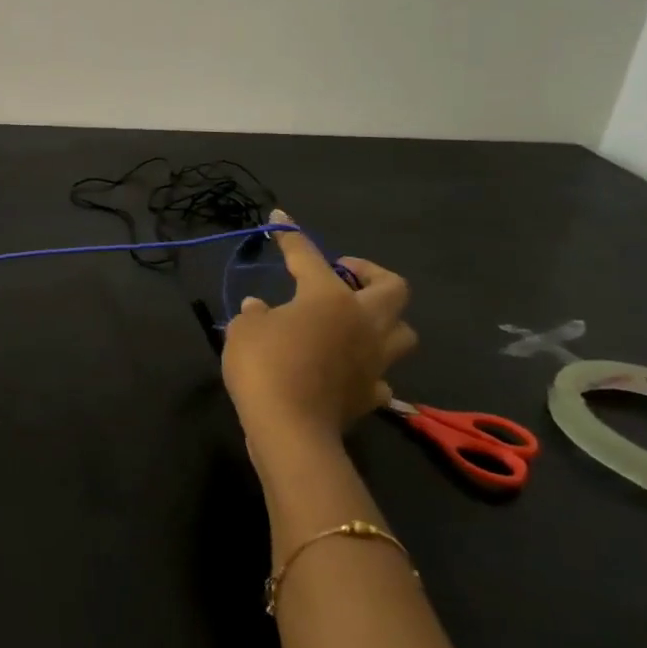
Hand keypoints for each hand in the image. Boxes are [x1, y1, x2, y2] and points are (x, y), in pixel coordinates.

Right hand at [222, 211, 415, 460]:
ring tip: (354, 321)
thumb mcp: (244, 330)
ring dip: (383, 321)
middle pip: (393, 288)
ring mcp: (375, 360)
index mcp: (328, 297)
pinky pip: (380, 374)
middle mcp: (362, 322)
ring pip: (402, 332)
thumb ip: (255, 314)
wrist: (290, 429)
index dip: (291, 236)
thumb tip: (261, 308)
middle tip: (343, 273)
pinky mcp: (373, 393)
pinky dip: (366, 367)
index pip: (309, 256)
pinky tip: (347, 368)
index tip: (280, 218)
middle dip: (371, 274)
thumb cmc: (264, 366)